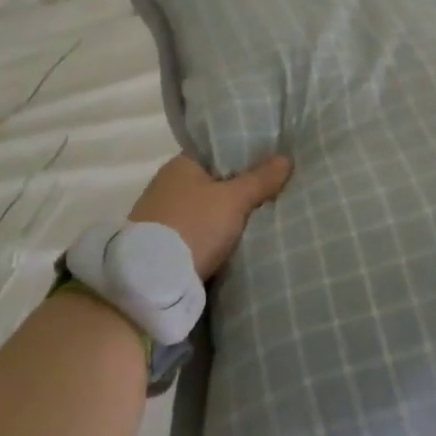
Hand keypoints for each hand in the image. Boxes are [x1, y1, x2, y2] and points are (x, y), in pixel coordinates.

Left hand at [127, 153, 291, 279]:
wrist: (150, 284)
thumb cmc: (193, 226)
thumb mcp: (234, 200)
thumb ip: (260, 179)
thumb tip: (286, 158)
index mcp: (181, 164)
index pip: (219, 151)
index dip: (246, 155)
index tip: (272, 162)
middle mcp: (168, 184)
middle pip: (214, 180)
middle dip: (240, 187)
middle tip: (274, 190)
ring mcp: (162, 215)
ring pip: (206, 208)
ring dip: (227, 214)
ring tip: (262, 216)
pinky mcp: (162, 244)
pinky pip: (198, 231)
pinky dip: (215, 234)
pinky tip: (236, 239)